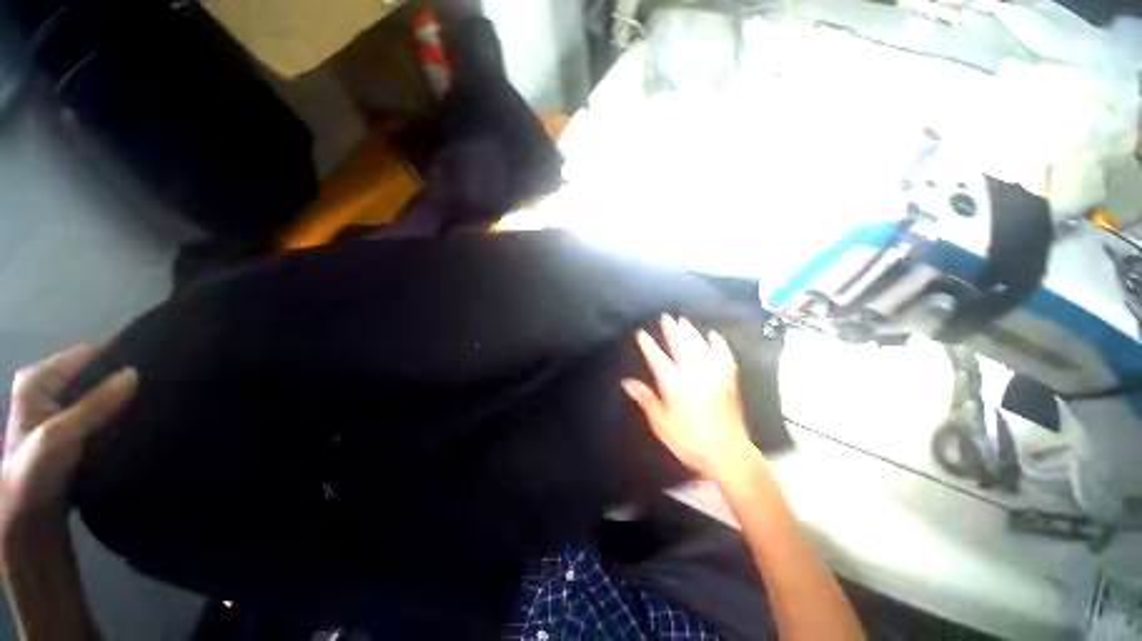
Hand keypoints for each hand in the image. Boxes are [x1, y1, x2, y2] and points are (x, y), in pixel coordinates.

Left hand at [3, 345, 136, 526]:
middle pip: (93, 375)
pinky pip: (100, 413)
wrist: (28, 516)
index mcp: (39, 378)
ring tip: (153, 403)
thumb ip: (96, 404)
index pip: (87, 355)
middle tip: (157, 388)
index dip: (118, 359)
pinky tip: (136, 422)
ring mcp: (59, 409)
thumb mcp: (63, 434)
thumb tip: (135, 373)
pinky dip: (117, 417)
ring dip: (122, 402)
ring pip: (99, 395)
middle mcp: (48, 386)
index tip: (154, 366)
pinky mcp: (72, 428)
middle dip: (121, 382)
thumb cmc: (37, 469)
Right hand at [622, 315, 753, 479]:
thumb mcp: (661, 423)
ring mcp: (714, 375)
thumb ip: (646, 399)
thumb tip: (627, 382)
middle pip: (681, 346)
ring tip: (683, 321)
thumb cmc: (690, 441)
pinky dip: (719, 344)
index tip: (641, 334)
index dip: (648, 345)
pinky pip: (724, 356)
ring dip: (691, 333)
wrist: (728, 454)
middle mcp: (694, 375)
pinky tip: (714, 335)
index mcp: (675, 386)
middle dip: (672, 331)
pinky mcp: (729, 380)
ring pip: (700, 347)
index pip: (658, 359)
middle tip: (666, 317)